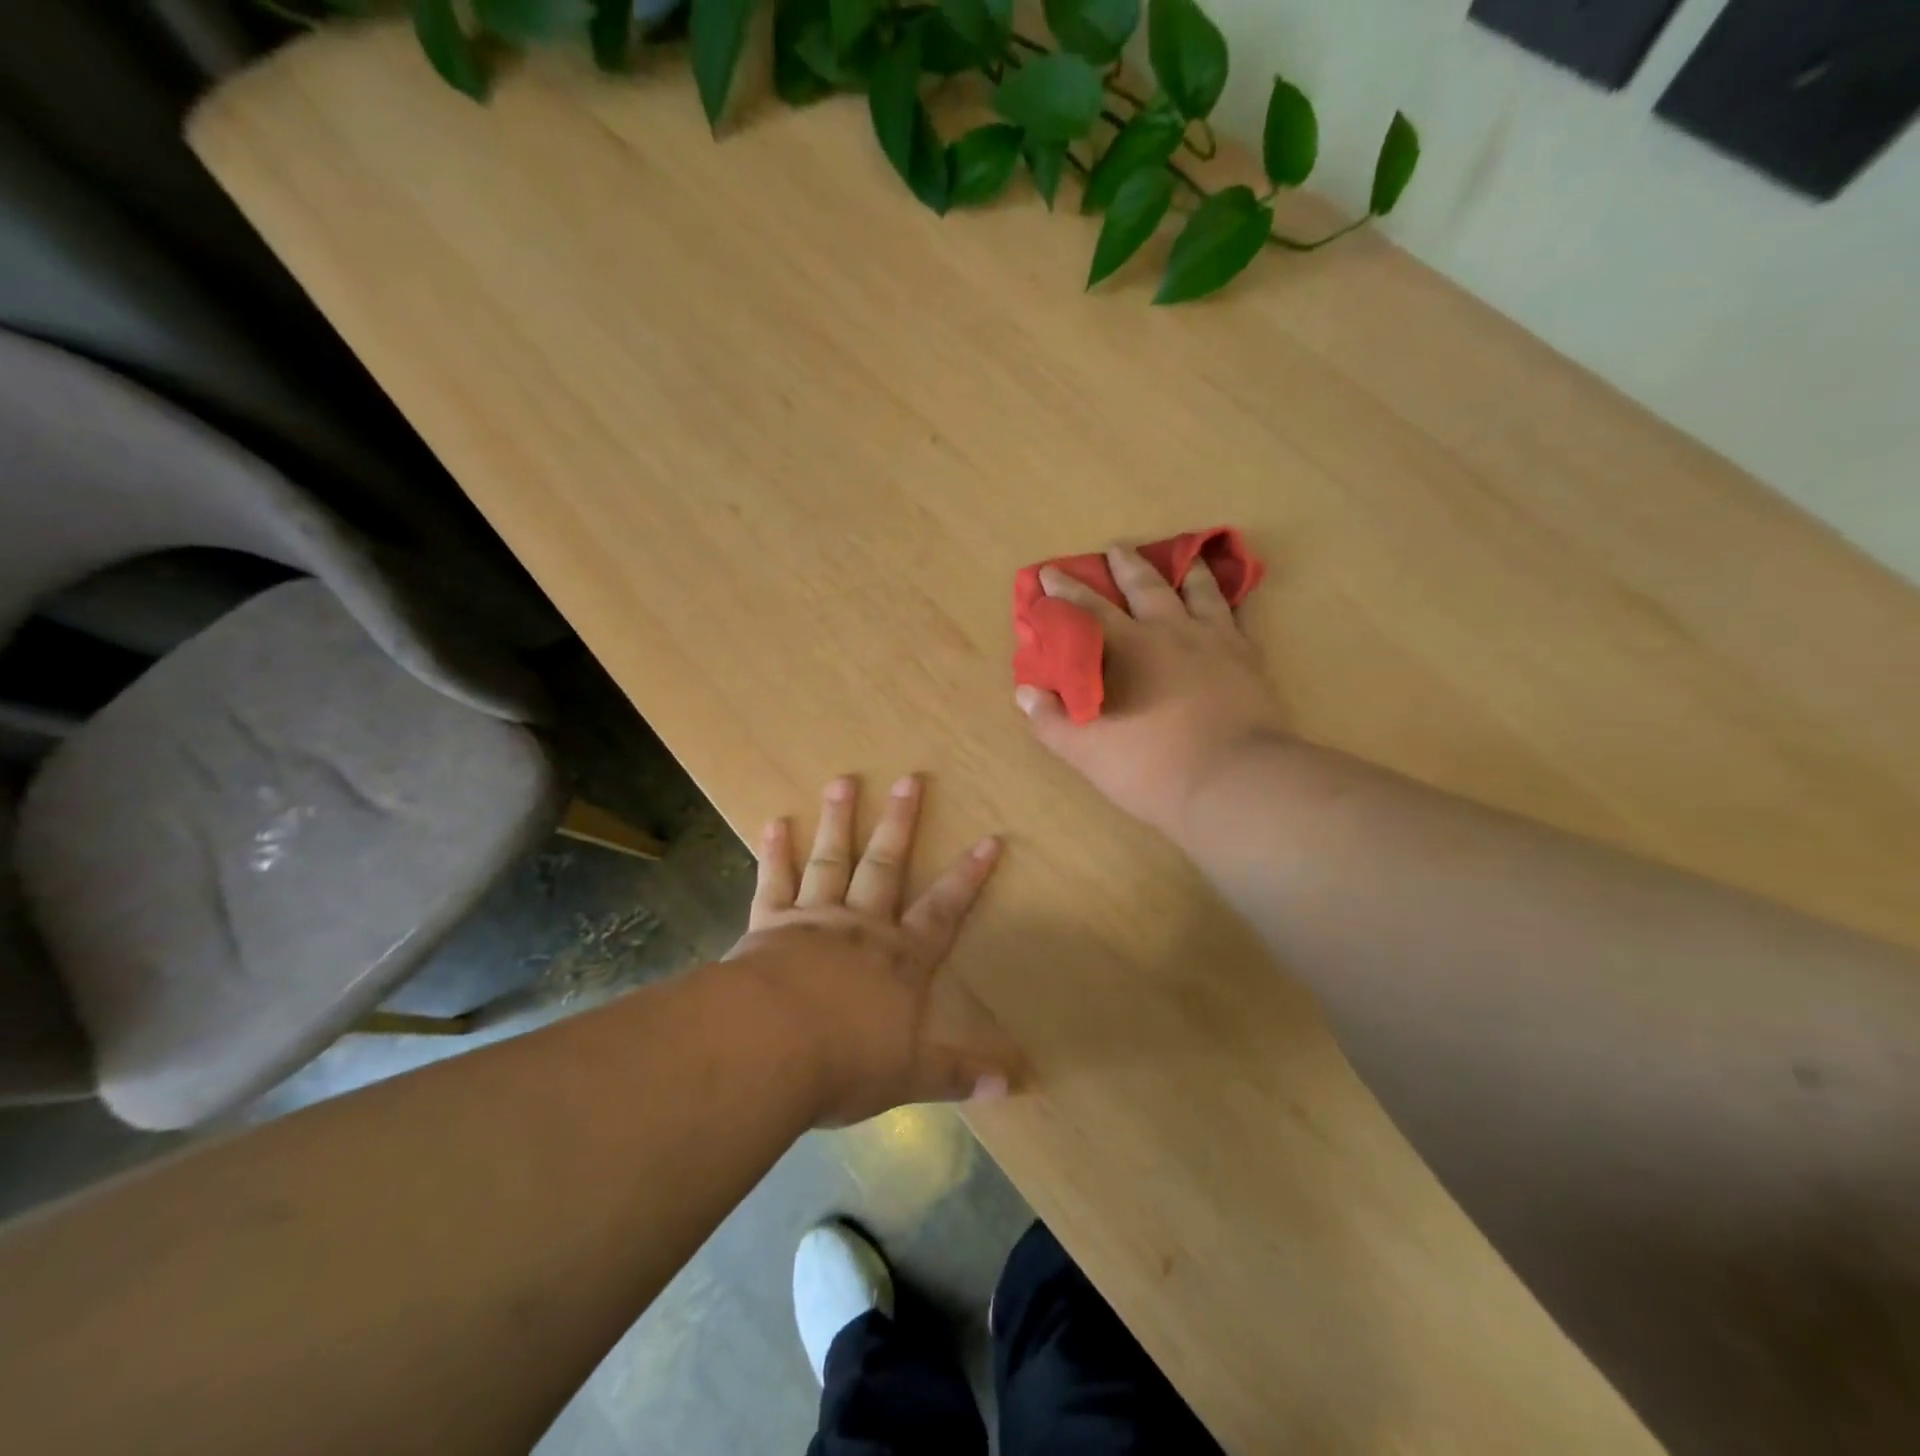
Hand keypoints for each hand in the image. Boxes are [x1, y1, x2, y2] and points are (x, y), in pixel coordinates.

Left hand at [721, 774, 1020, 1126]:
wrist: (769, 1048)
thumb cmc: (845, 1062)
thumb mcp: (909, 1076)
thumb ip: (957, 1073)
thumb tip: (1012, 1086)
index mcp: (900, 958)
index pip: (945, 910)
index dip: (969, 876)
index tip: (989, 839)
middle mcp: (862, 926)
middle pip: (886, 865)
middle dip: (901, 823)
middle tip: (909, 778)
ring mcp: (814, 918)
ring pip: (832, 859)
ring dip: (839, 819)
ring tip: (843, 780)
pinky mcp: (769, 924)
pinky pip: (774, 881)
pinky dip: (775, 851)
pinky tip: (774, 821)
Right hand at [1015, 543, 1287, 839]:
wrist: (1235, 783)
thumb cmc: (1153, 768)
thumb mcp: (1088, 753)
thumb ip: (1052, 721)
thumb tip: (1025, 692)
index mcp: (1130, 648)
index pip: (1089, 609)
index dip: (1065, 591)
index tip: (1050, 573)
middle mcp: (1172, 632)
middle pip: (1147, 586)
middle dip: (1126, 564)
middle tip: (1116, 547)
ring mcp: (1216, 641)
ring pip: (1200, 591)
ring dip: (1186, 571)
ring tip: (1185, 559)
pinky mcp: (1249, 659)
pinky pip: (1238, 617)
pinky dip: (1230, 602)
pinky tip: (1230, 603)